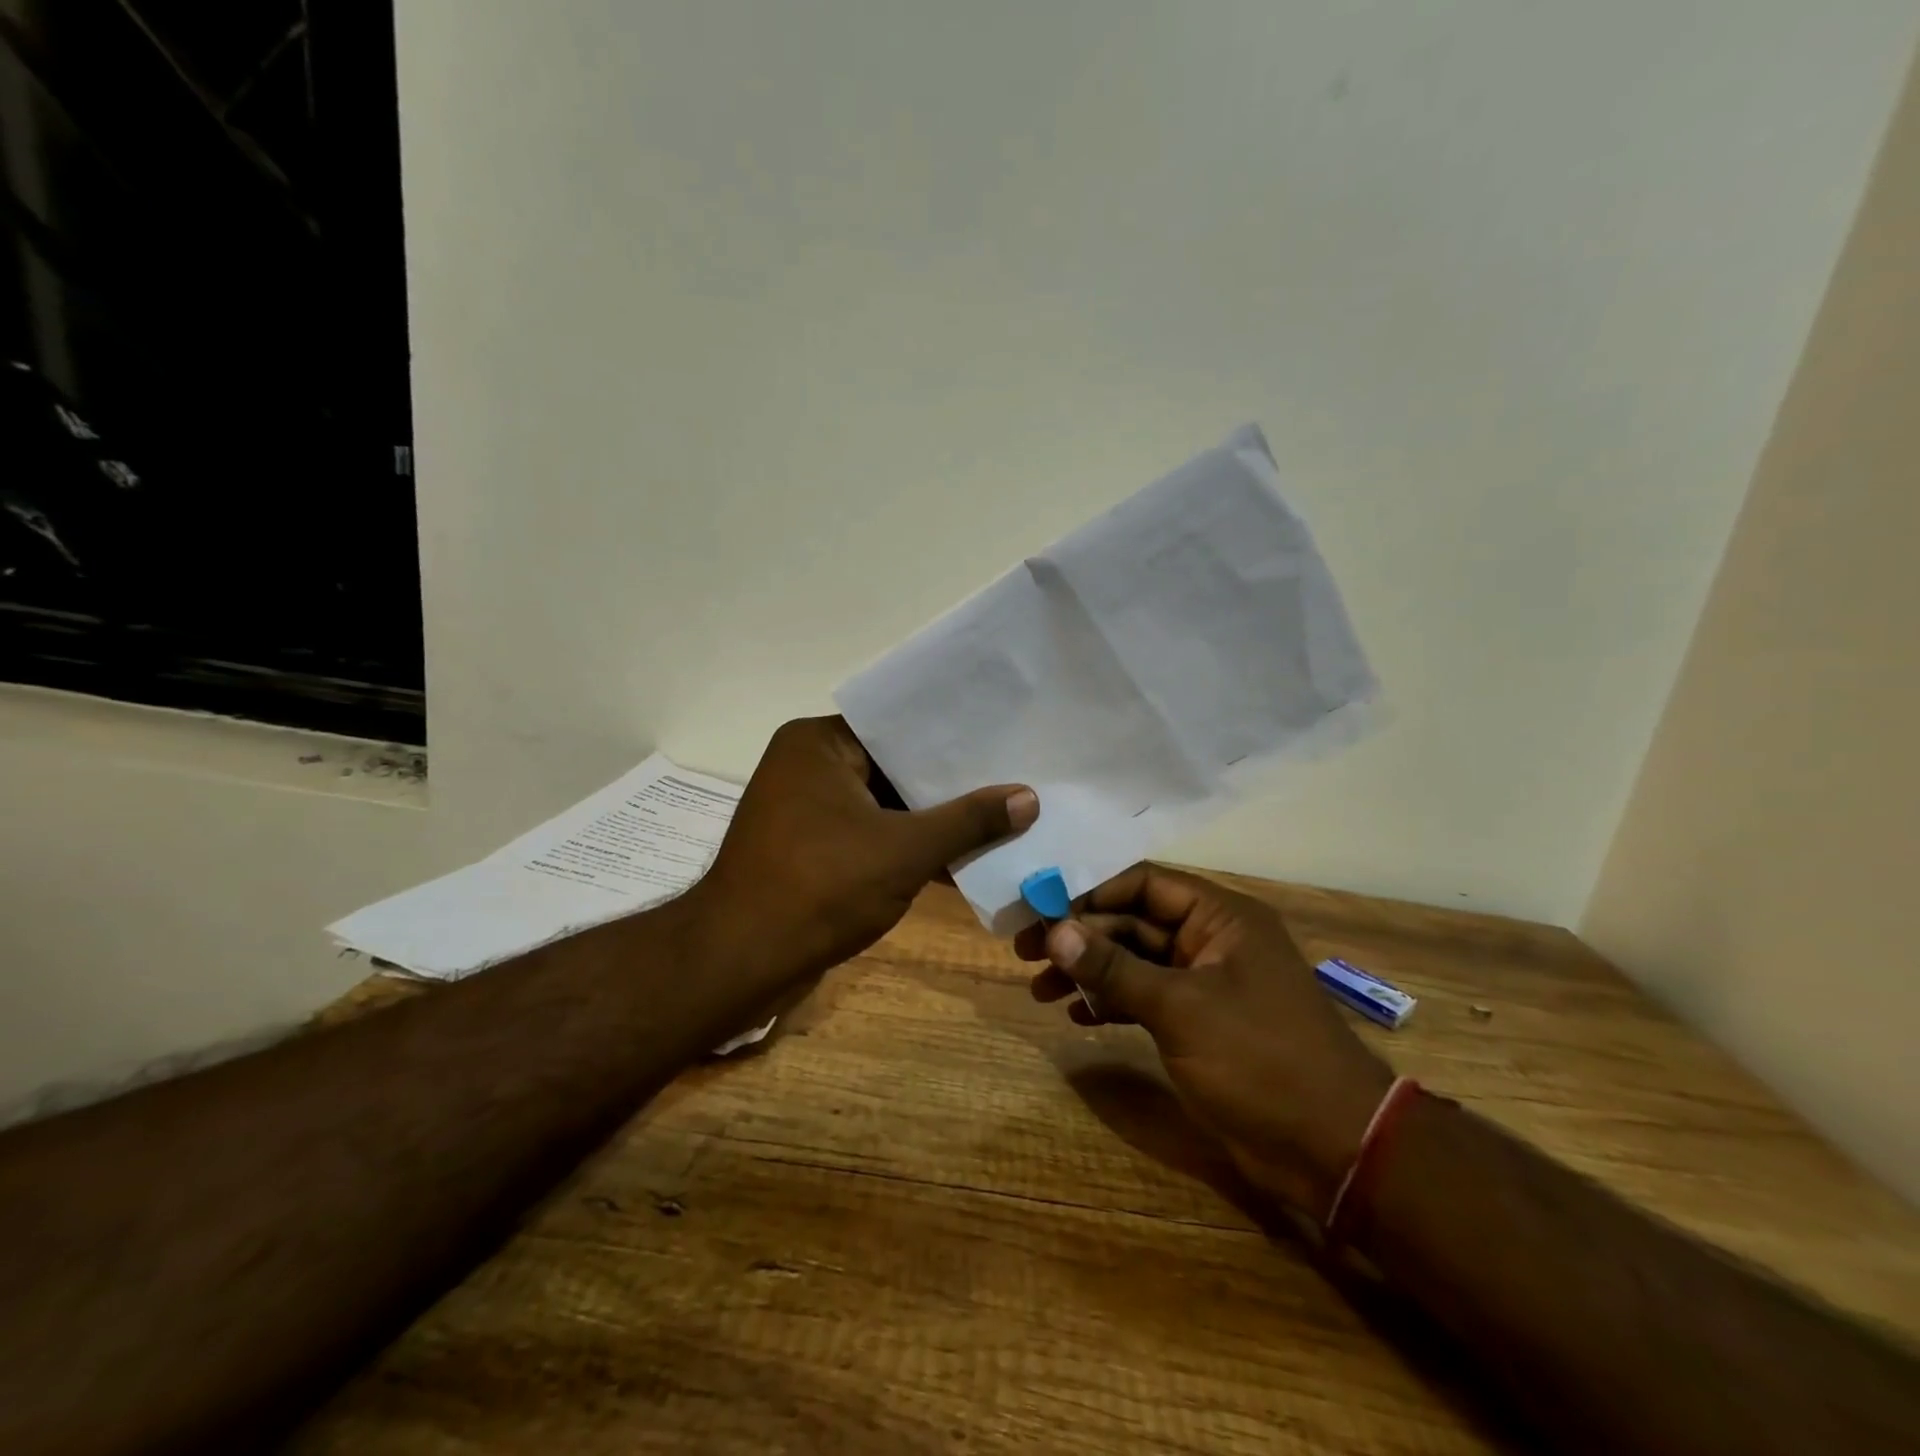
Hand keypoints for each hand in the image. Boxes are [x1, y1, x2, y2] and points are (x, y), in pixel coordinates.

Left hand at [689, 716, 1036, 987]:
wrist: (740, 962)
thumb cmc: (820, 887)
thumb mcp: (904, 850)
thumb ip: (968, 821)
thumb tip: (1029, 797)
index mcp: (819, 742)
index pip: (898, 726)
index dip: (953, 737)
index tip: (1004, 739)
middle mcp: (808, 765)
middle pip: (893, 766)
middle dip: (948, 783)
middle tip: (1012, 777)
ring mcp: (806, 809)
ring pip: (884, 805)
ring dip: (931, 820)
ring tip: (1000, 816)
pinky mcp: (810, 848)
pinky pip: (869, 834)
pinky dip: (905, 847)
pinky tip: (959, 859)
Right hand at [1018, 863, 1393, 1216]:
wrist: (1334, 1149)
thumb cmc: (1260, 1059)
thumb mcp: (1180, 1008)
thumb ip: (1114, 968)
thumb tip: (1054, 931)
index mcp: (1220, 917)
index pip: (1143, 883)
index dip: (1090, 893)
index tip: (1041, 910)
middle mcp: (1212, 940)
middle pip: (1133, 922)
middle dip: (1081, 938)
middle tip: (1026, 955)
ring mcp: (1206, 984)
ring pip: (1136, 962)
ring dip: (1090, 972)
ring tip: (1041, 990)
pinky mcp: (1200, 1024)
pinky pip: (1146, 998)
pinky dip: (1113, 1002)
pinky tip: (1078, 1015)